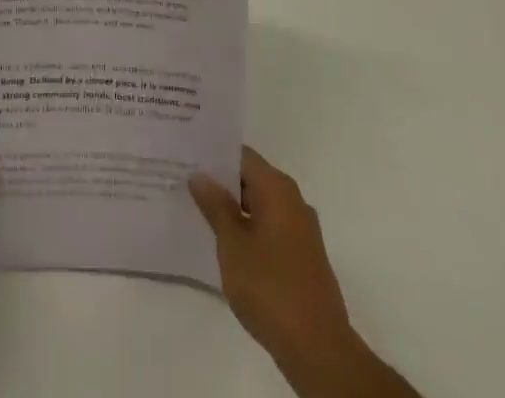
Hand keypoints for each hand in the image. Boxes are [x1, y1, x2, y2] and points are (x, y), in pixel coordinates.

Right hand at [190, 148, 417, 397]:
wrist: (318, 349)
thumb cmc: (270, 288)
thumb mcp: (232, 244)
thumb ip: (215, 206)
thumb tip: (200, 175)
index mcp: (277, 188)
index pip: (241, 155)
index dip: (213, 154)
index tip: (186, 156)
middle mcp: (293, 200)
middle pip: (251, 178)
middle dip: (220, 182)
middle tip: (185, 183)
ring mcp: (301, 230)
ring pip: (260, 205)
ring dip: (234, 208)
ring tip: (199, 211)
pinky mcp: (303, 257)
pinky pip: (270, 228)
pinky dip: (248, 229)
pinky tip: (226, 244)